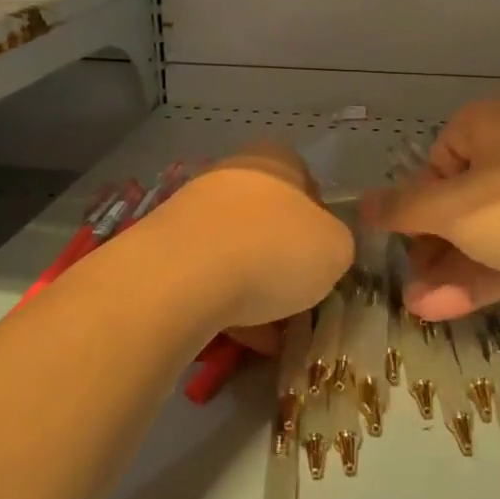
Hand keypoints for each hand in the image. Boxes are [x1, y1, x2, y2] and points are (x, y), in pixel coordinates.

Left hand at [151, 142, 352, 345]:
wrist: (182, 277)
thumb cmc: (274, 249)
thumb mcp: (336, 248)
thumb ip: (335, 244)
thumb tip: (320, 251)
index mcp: (273, 160)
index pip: (305, 181)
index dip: (319, 221)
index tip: (323, 258)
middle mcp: (230, 174)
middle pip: (267, 217)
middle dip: (283, 258)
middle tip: (299, 297)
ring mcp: (191, 209)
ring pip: (235, 249)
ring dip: (253, 285)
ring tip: (270, 332)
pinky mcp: (163, 248)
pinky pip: (205, 277)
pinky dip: (224, 304)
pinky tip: (240, 339)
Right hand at [364, 99, 499, 319]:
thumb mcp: (451, 209)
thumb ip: (403, 208)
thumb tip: (361, 203)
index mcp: (486, 125)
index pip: (436, 163)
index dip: (416, 206)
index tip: (406, 243)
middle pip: (461, 202)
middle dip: (432, 249)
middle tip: (410, 289)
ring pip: (490, 231)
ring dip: (455, 270)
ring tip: (421, 310)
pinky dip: (490, 274)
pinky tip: (452, 308)